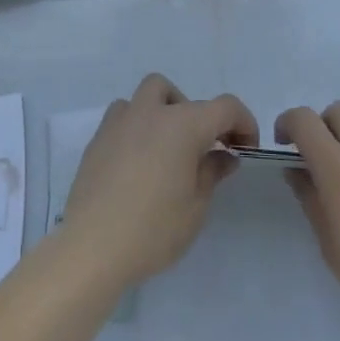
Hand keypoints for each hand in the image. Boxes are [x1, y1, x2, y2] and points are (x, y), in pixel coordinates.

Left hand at [59, 73, 257, 290]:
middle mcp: (151, 113)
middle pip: (180, 95)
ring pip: (146, 97)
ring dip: (163, 113)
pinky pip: (123, 117)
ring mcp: (120, 122)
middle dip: (197, 115)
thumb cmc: (154, 229)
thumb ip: (212, 172)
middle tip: (203, 148)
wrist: (93, 245)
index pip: (225, 107)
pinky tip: (138, 161)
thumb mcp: (196, 207)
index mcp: (183, 125)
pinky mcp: (98, 138)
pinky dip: (137, 127)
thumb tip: (224, 156)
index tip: (246, 148)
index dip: (243, 123)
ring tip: (166, 150)